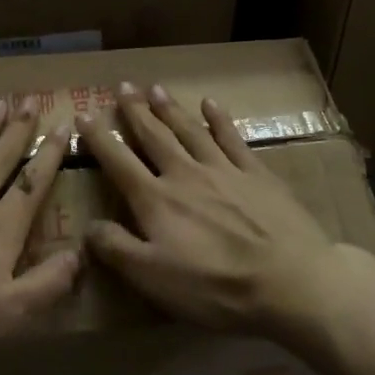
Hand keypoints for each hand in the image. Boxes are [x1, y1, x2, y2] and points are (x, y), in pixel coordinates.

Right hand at [80, 82, 374, 338]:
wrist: (291, 281)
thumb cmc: (215, 287)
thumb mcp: (153, 278)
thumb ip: (117, 249)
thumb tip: (88, 226)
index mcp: (156, 201)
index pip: (119, 162)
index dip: (99, 139)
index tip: (84, 115)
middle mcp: (185, 174)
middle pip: (154, 137)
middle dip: (135, 111)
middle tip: (123, 86)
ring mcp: (224, 170)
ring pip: (190, 130)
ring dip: (170, 109)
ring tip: (155, 88)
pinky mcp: (257, 174)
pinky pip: (233, 138)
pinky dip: (220, 120)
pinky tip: (211, 104)